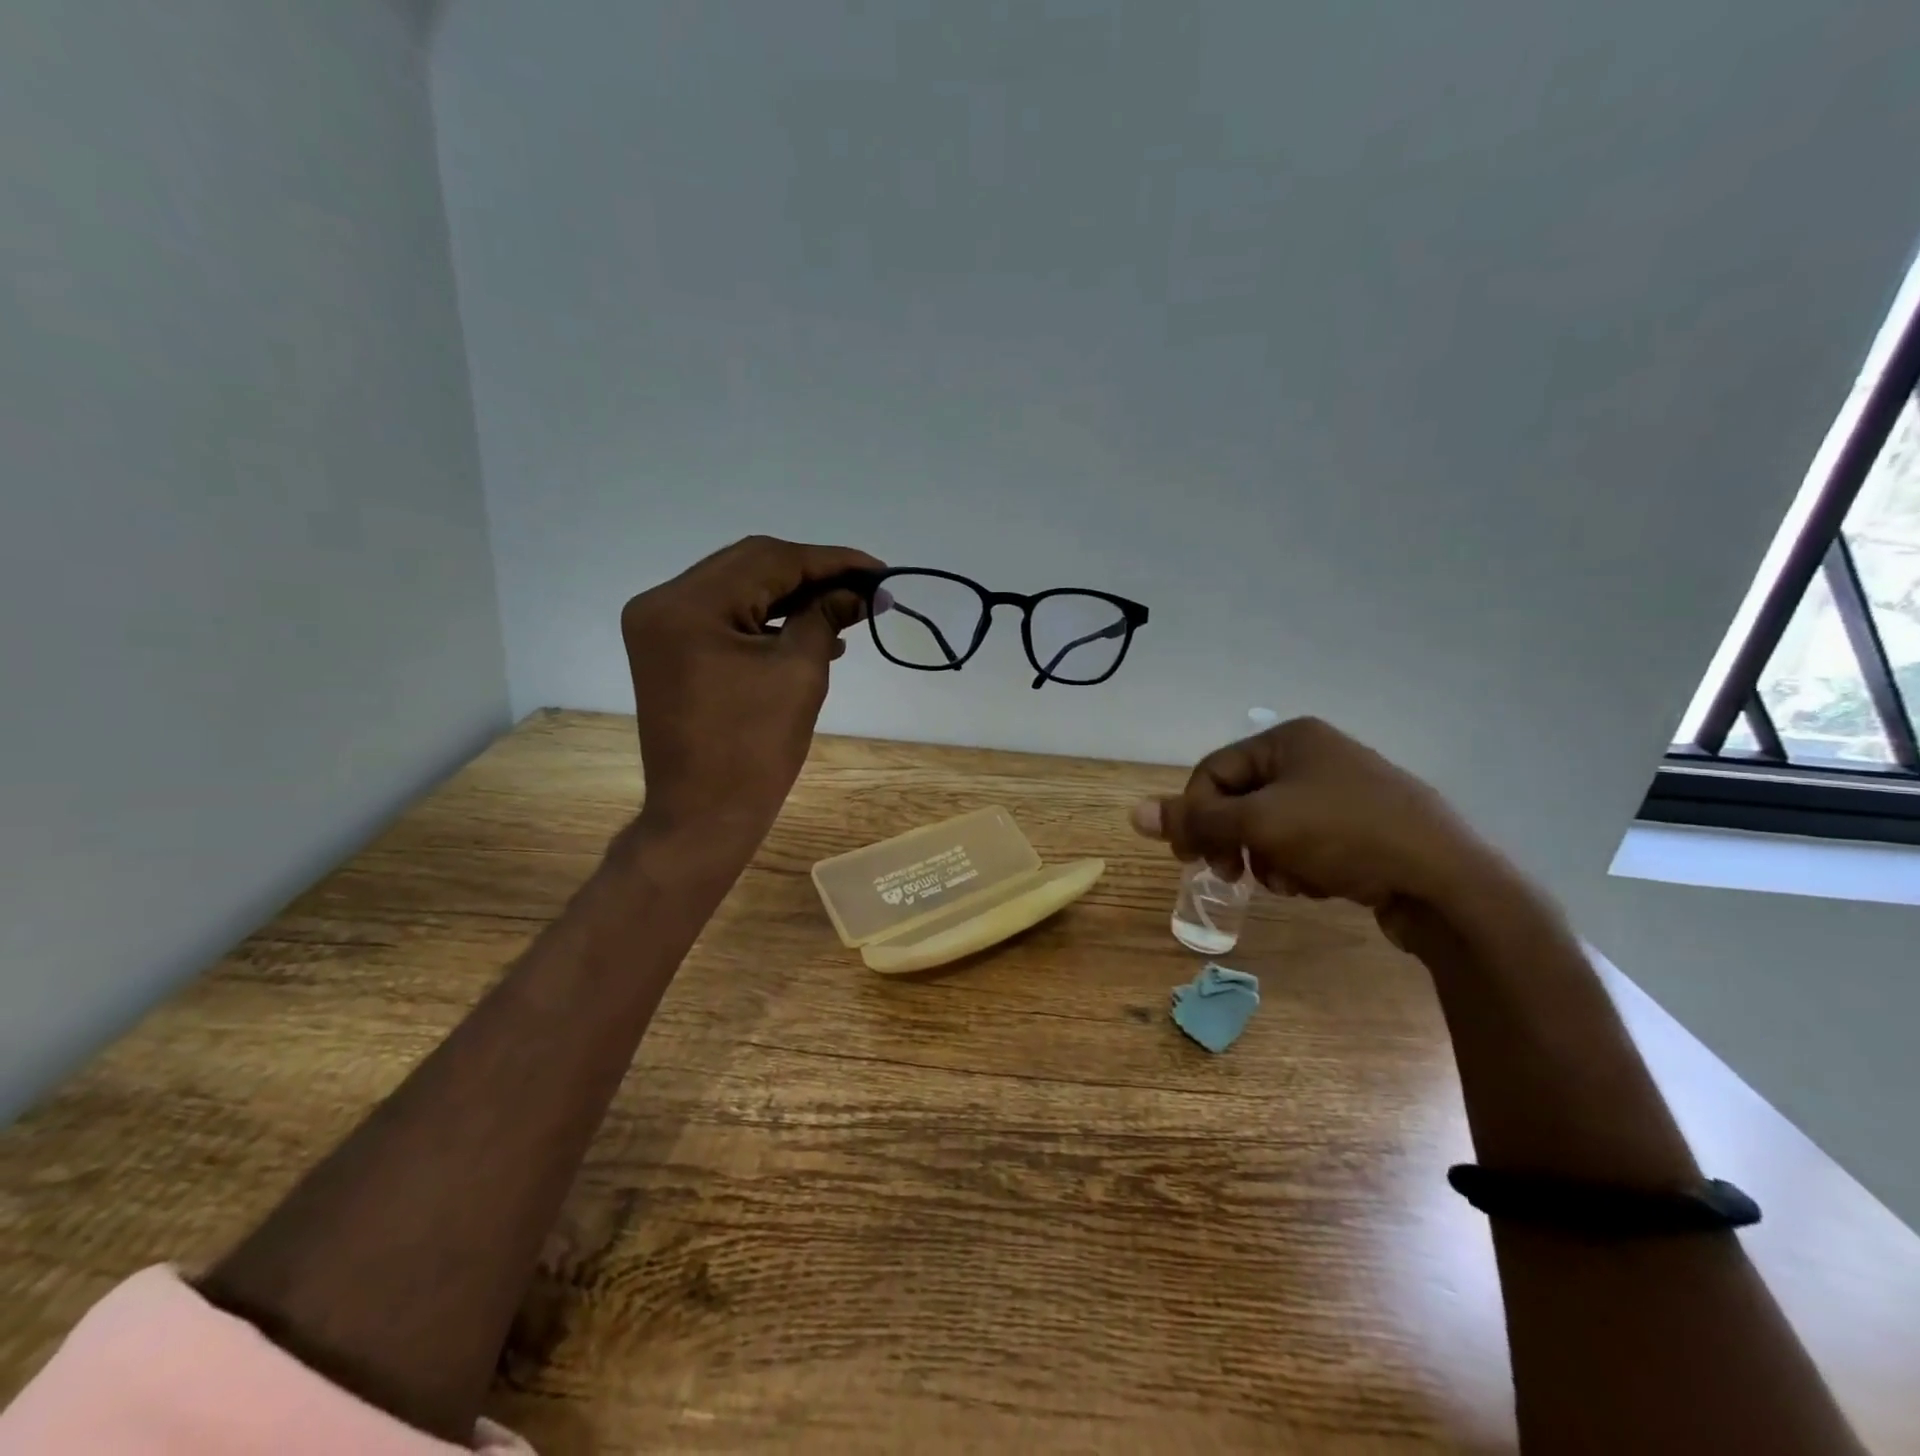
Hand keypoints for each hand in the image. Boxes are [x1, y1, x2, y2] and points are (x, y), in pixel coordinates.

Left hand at [621, 535, 883, 844]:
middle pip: (750, 566)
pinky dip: (768, 619)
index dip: (830, 561)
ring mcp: (661, 626)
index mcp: (687, 605)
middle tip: (865, 586)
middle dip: (812, 575)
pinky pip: (726, 618)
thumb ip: (827, 617)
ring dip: (793, 596)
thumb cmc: (754, 750)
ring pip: (739, 589)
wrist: (703, 816)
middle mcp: (663, 602)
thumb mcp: (799, 673)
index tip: (878, 570)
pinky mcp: (671, 650)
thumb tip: (865, 592)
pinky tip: (812, 631)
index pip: (769, 560)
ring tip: (846, 609)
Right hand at [1130, 716, 1504, 939]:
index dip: (1196, 815)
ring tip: (1291, 881)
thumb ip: (1196, 820)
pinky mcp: (1364, 828)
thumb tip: (1132, 812)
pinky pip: (1307, 842)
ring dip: (1268, 858)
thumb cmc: (1345, 835)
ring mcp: (1344, 791)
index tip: (1192, 858)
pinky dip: (1302, 866)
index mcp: (1290, 738)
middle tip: (1231, 875)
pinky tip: (1321, 884)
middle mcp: (1316, 756)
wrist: (1449, 881)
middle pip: (1243, 800)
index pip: (1214, 772)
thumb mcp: (1261, 825)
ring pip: (1273, 827)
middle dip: (1235, 840)